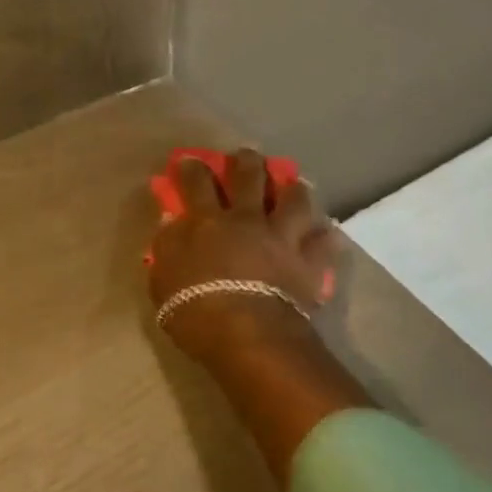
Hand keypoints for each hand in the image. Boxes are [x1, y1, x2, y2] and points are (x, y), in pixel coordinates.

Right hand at [150, 149, 337, 359]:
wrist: (249, 335)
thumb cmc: (196, 310)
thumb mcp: (163, 281)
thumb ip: (167, 247)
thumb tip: (171, 223)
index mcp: (206, 222)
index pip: (196, 182)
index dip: (192, 167)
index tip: (190, 160)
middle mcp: (246, 219)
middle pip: (249, 177)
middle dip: (246, 162)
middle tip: (246, 156)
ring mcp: (281, 237)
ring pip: (294, 200)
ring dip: (293, 189)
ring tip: (295, 185)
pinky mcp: (307, 261)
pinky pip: (323, 244)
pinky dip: (326, 237)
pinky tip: (328, 233)